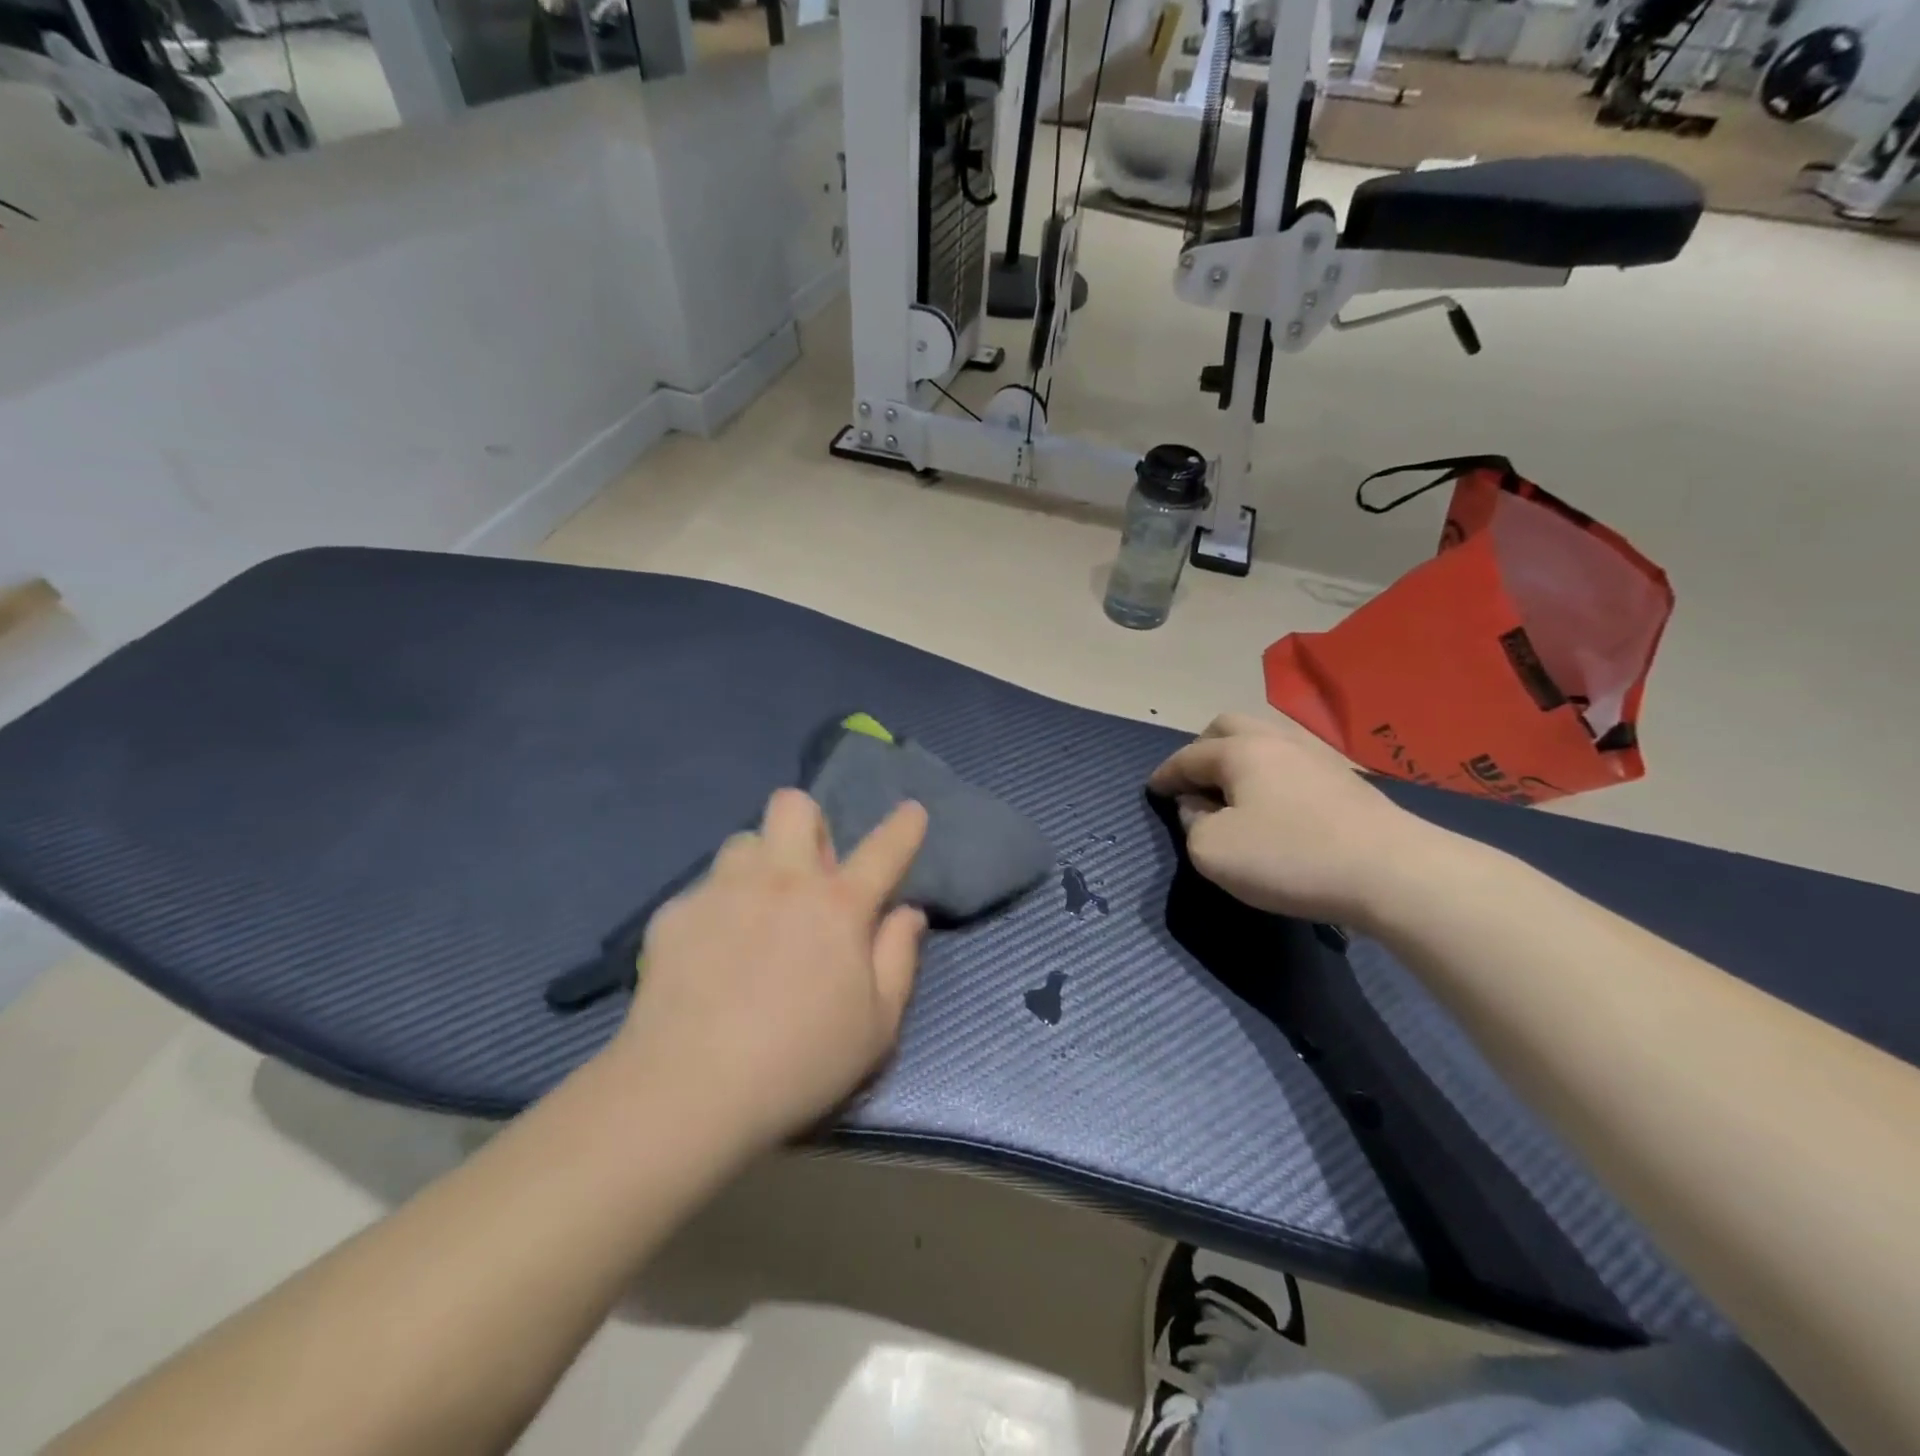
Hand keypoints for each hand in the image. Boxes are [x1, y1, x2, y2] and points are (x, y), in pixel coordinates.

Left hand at [612, 789, 929, 1150]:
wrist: (689, 1089)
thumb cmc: (800, 1062)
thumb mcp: (877, 1025)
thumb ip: (899, 958)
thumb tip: (908, 912)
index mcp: (838, 905)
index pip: (884, 849)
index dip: (904, 826)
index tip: (911, 812)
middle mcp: (782, 880)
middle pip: (794, 806)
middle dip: (809, 824)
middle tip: (810, 873)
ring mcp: (723, 890)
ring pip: (744, 841)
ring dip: (760, 864)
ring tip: (756, 910)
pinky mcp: (676, 912)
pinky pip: (705, 888)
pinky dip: (718, 908)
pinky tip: (710, 954)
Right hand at [1147, 712, 1438, 928]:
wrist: (1393, 872)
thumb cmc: (1290, 857)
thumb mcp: (1213, 850)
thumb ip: (1192, 824)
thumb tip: (1198, 808)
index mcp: (1240, 751)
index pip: (1188, 756)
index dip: (1165, 774)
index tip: (1153, 790)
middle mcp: (1276, 740)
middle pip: (1227, 727)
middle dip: (1202, 749)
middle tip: (1193, 782)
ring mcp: (1317, 756)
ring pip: (1264, 741)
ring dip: (1239, 760)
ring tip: (1232, 793)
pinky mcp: (1346, 780)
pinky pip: (1291, 764)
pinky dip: (1269, 776)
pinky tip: (1274, 805)